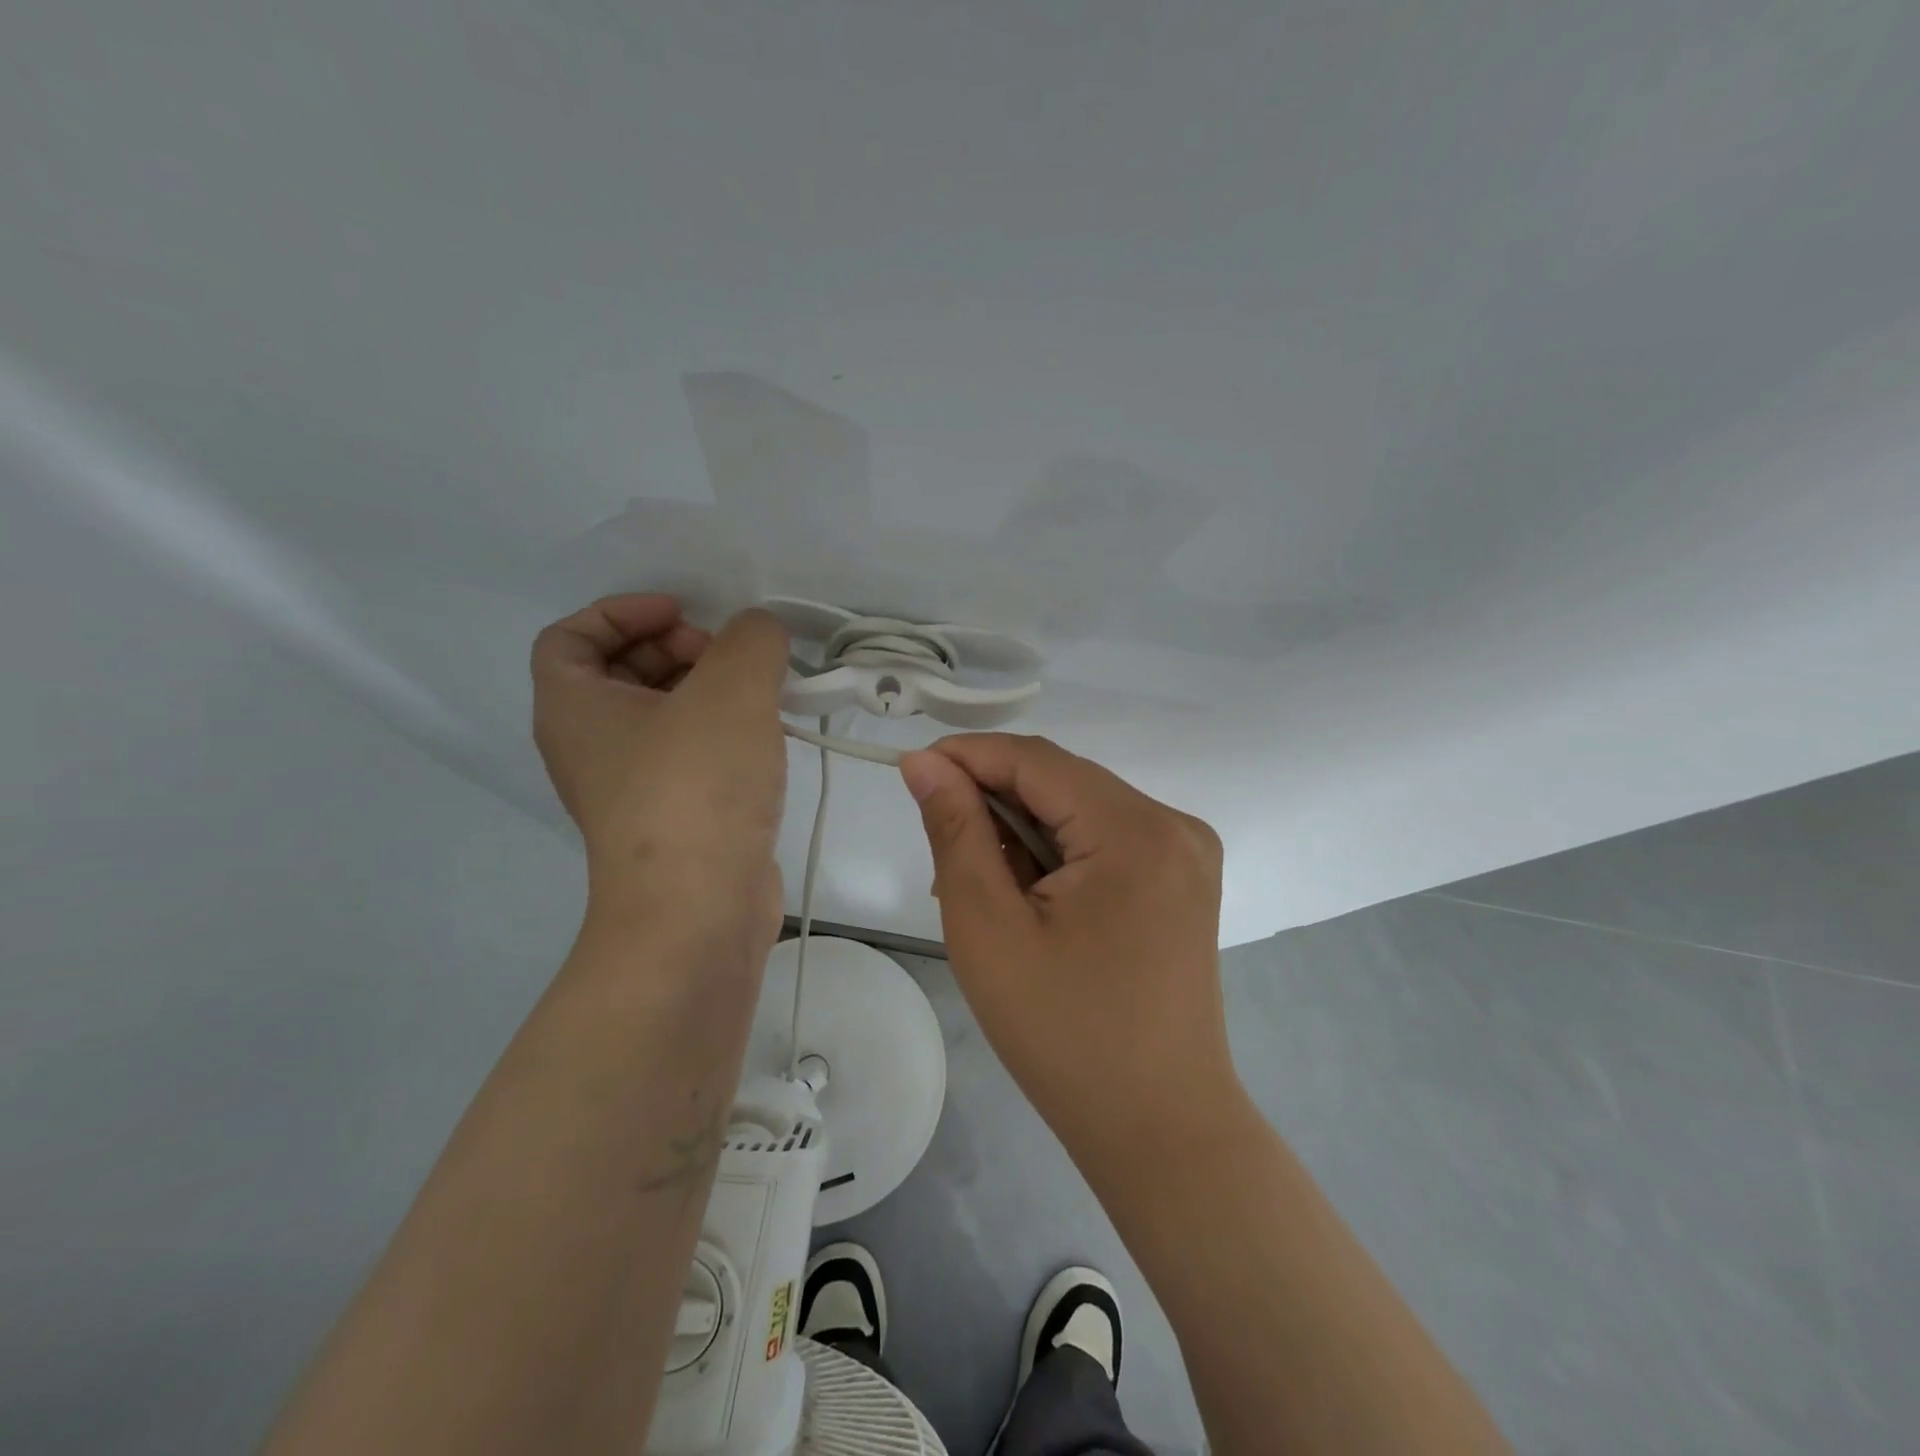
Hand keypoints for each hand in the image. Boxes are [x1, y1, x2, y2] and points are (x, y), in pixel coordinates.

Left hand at [531, 595, 790, 948]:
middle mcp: (591, 746)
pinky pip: (689, 754)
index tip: (684, 616)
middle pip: (621, 671)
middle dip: (677, 648)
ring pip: (662, 716)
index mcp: (574, 708)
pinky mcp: (673, 818)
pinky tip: (767, 737)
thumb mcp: (731, 689)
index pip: (571, 636)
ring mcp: (632, 788)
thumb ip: (752, 640)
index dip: (623, 612)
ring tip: (762, 694)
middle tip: (730, 658)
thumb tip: (760, 636)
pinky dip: (721, 733)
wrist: (698, 910)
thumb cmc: (696, 787)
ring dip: (708, 692)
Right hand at [898, 734, 1237, 1165]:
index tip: (910, 771)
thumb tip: (924, 763)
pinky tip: (1026, 897)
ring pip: (1080, 810)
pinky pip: (1104, 840)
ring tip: (980, 889)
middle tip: (942, 855)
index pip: (1037, 760)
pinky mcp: (1182, 880)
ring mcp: (1185, 853)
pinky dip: (1056, 855)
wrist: (1159, 1128)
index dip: (968, 756)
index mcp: (1136, 830)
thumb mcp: (989, 928)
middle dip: (994, 802)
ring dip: (1022, 832)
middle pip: (1062, 782)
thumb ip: (955, 832)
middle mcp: (1173, 825)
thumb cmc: (1064, 1035)